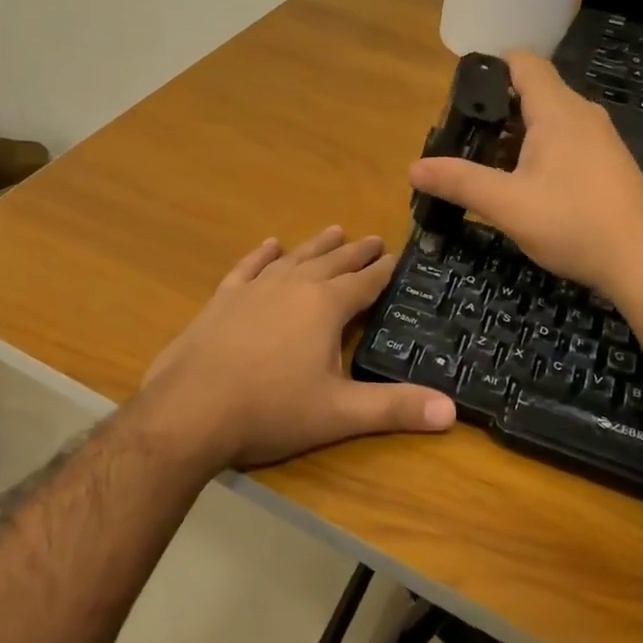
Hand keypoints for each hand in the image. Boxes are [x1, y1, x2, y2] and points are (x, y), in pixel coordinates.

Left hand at [140, 226, 457, 470]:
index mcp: (325, 306)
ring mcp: (255, 289)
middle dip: (356, 252)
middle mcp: (293, 286)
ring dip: (316, 245)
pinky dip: (262, 255)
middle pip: (333, 262)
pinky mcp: (223, 299)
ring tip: (334, 229)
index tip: (397, 256)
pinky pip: (249, 267)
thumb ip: (395, 408)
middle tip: (373, 239)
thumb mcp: (339, 413)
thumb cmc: (271, 410)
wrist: (190, 410)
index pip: (365, 282)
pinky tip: (270, 244)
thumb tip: (451, 410)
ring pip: (294, 258)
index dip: (383, 271)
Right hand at [410, 49, 642, 302]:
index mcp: (557, 111)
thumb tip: (414, 168)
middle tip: (461, 139)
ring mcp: (600, 141)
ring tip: (484, 167)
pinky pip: (566, 144)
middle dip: (495, 112)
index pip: (524, 63)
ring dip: (515, 138)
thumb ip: (460, 182)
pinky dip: (539, 154)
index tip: (460, 93)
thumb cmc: (575, 224)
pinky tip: (524, 188)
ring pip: (549, 122)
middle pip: (533, 93)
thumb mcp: (507, 205)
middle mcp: (582, 115)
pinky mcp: (609, 166)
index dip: (491, 67)